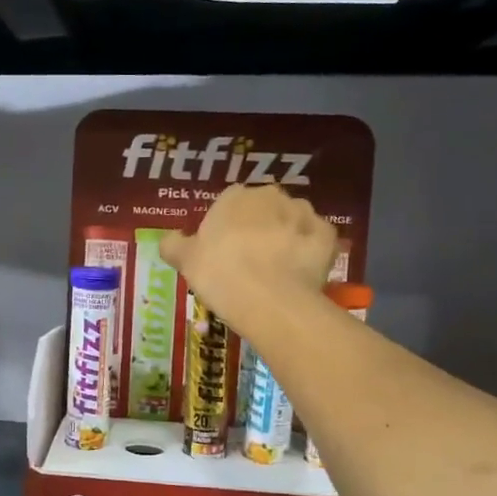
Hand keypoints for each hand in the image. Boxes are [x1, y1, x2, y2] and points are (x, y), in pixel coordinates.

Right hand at [159, 182, 337, 325]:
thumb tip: (169, 239)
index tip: (223, 252)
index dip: (226, 227)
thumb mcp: (185, 261)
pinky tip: (300, 272)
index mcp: (234, 196)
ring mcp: (303, 213)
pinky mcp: (327, 235)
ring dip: (286, 236)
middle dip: (259, 227)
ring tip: (277, 269)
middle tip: (250, 260)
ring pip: (292, 221)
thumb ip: (174, 245)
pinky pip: (315, 240)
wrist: (270, 299)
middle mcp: (271, 195)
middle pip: (263, 208)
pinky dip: (309, 252)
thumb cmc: (220, 274)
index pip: (229, 204)